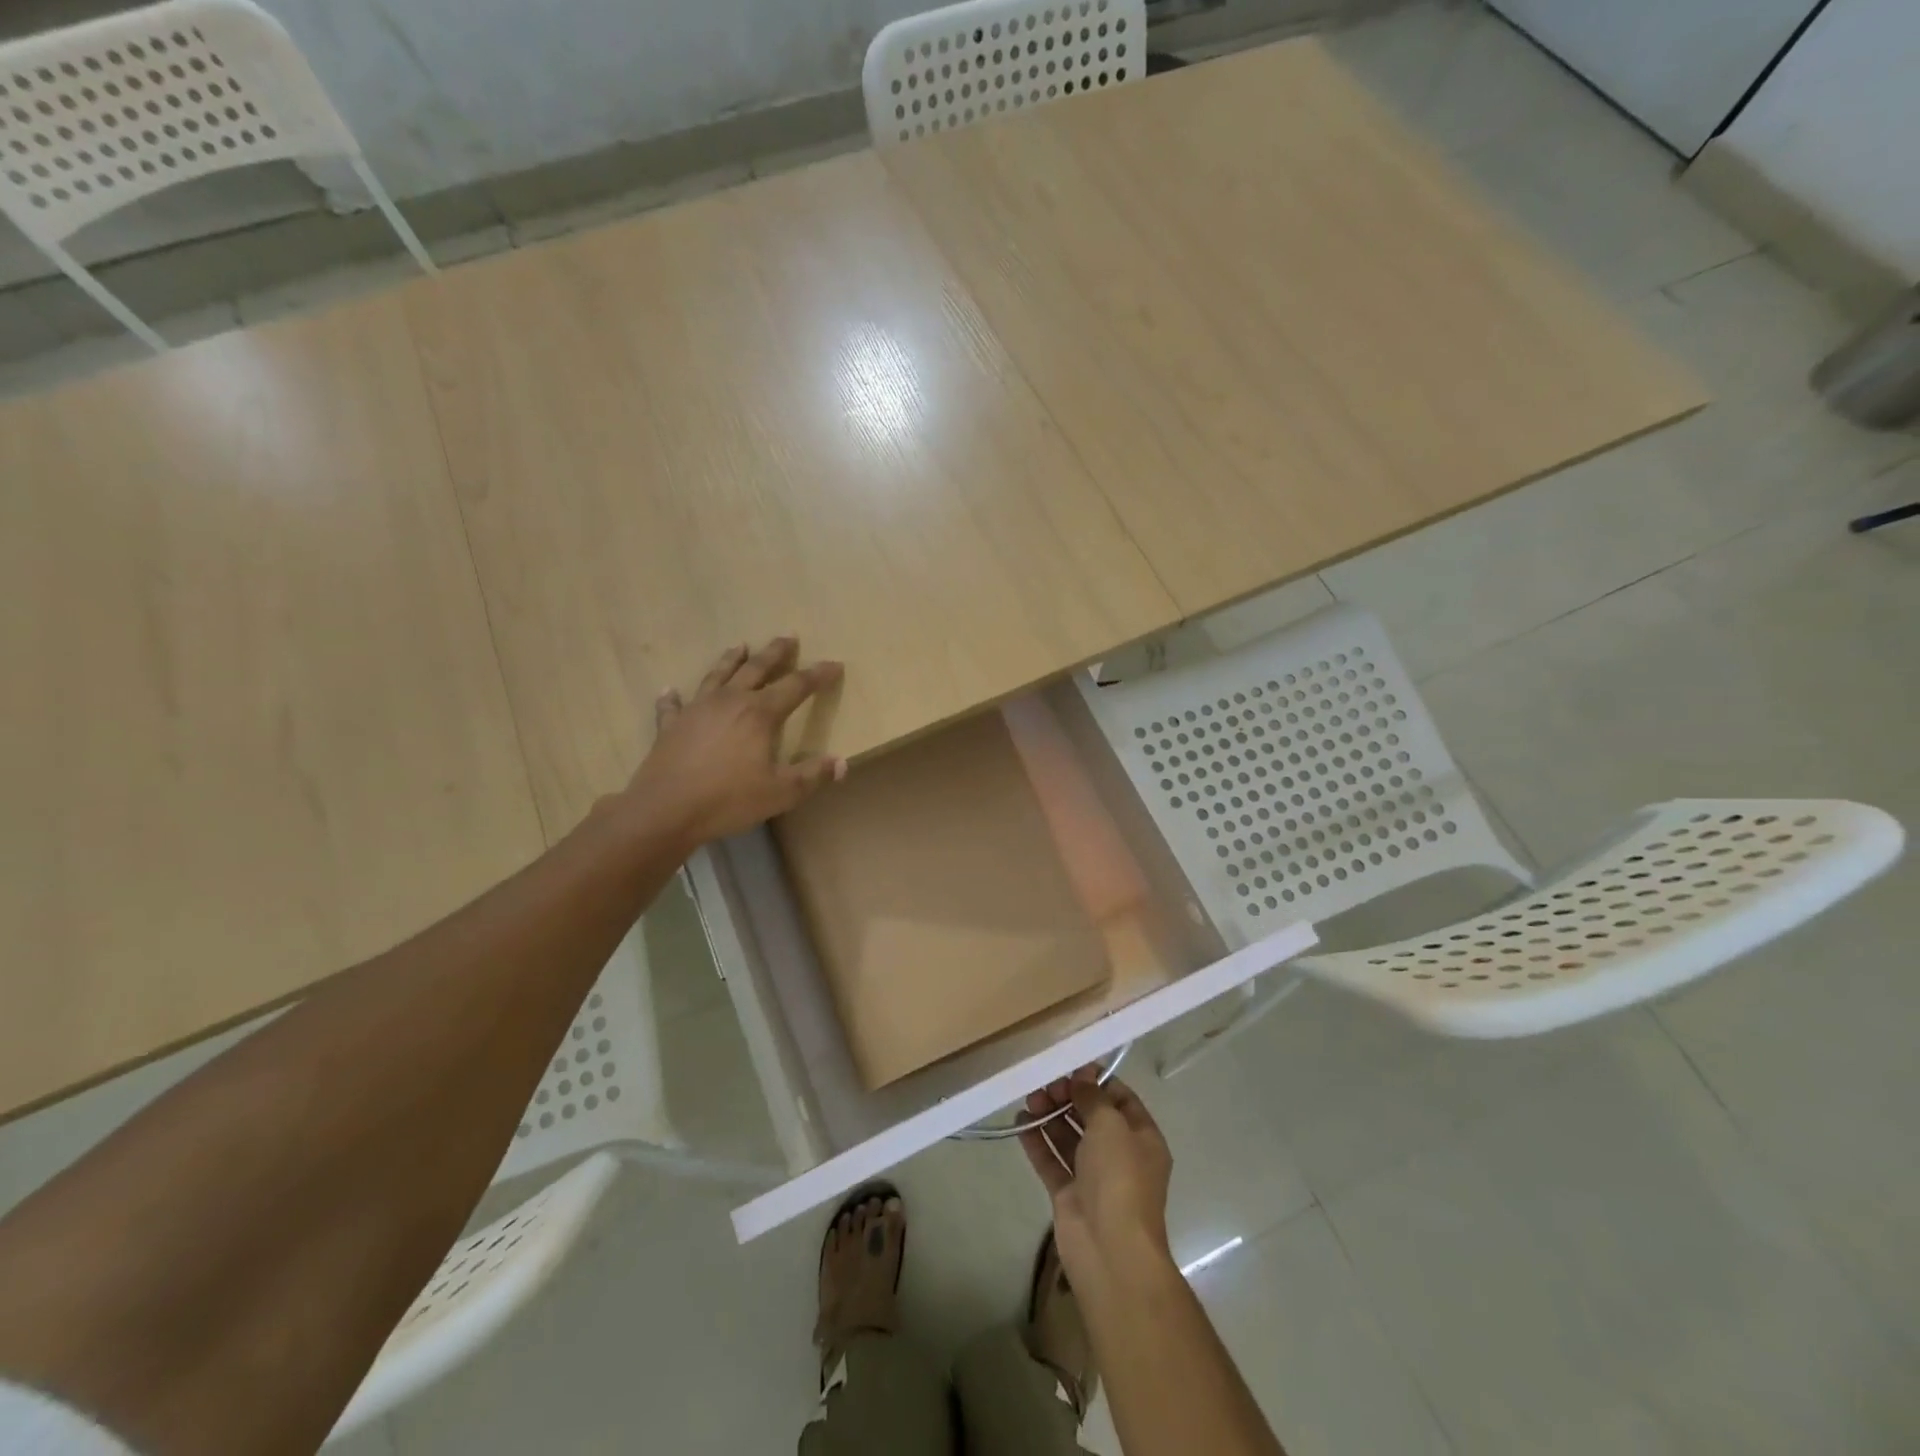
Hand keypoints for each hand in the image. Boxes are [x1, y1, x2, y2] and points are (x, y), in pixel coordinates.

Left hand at [622, 637, 845, 848]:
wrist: (665, 809)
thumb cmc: (728, 799)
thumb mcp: (781, 793)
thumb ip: (812, 776)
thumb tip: (841, 762)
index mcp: (760, 714)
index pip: (796, 686)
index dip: (818, 675)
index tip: (834, 664)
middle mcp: (730, 701)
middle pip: (756, 668)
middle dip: (775, 652)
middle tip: (788, 636)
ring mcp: (697, 709)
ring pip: (718, 675)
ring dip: (731, 659)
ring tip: (741, 645)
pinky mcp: (671, 725)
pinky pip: (673, 705)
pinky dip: (673, 696)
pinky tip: (670, 690)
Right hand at [1019, 1068, 1175, 1295]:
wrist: (1109, 1250)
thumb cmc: (1119, 1178)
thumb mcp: (1111, 1125)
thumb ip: (1093, 1097)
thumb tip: (1081, 1078)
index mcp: (1142, 1138)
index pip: (1121, 1099)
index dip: (1097, 1081)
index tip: (1070, 1067)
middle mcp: (1120, 1155)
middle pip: (1091, 1117)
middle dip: (1069, 1097)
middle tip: (1045, 1085)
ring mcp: (1093, 1177)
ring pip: (1069, 1137)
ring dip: (1050, 1116)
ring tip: (1029, 1098)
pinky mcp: (1068, 1194)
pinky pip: (1051, 1160)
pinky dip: (1037, 1142)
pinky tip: (1020, 1122)